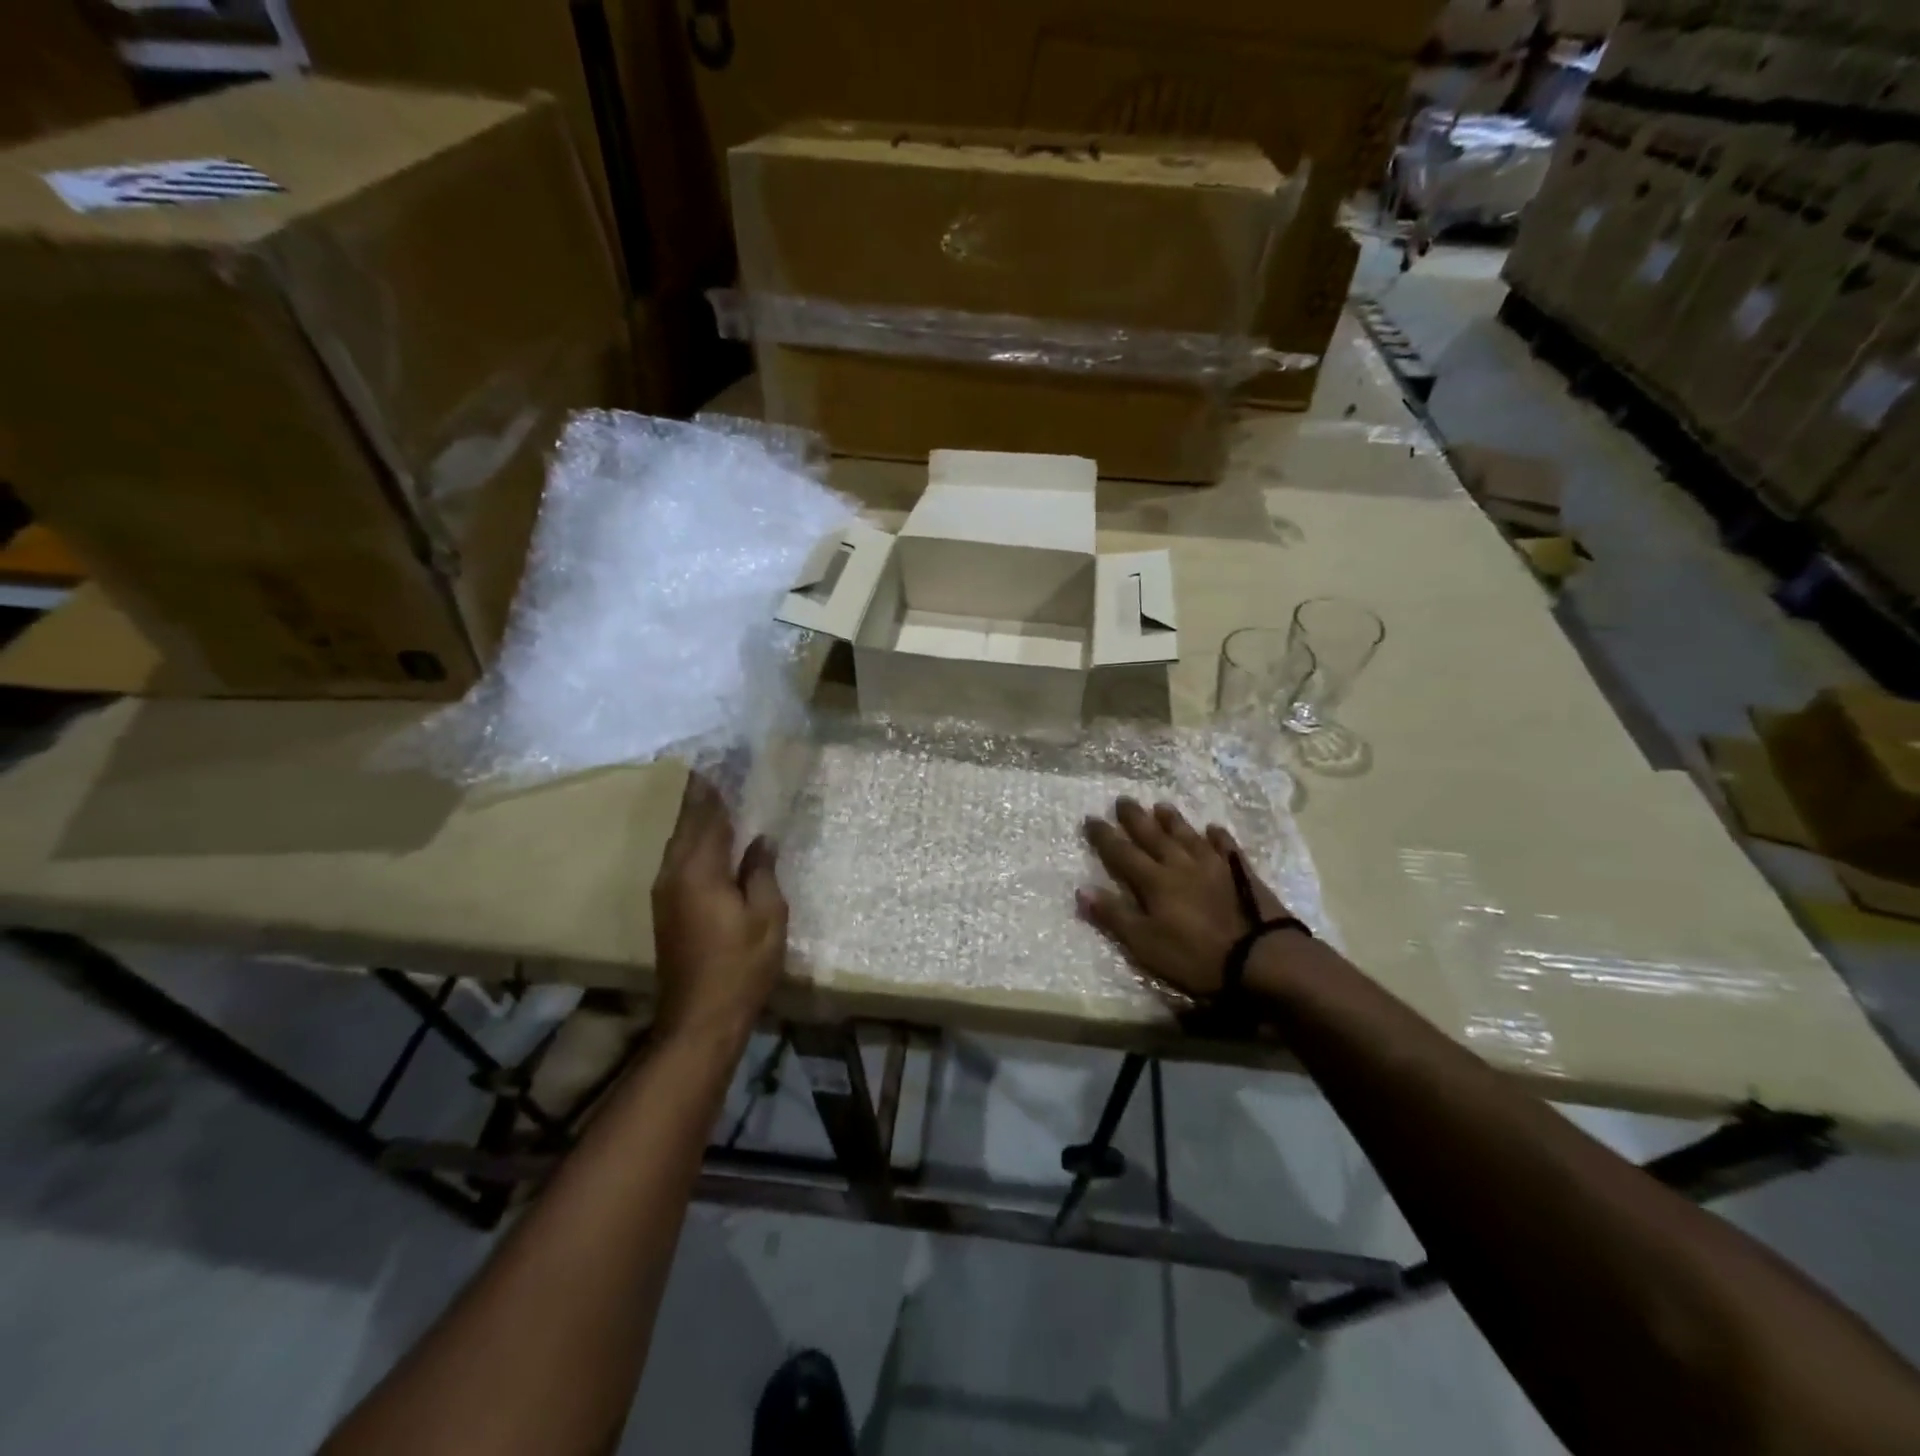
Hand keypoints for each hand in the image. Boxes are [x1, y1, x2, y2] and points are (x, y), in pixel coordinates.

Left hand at [651, 773, 786, 1044]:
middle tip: (721, 767)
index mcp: (699, 870)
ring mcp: (665, 892)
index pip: (707, 815)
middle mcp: (674, 874)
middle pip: (687, 823)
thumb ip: (761, 872)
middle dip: (702, 794)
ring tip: (718, 793)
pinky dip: (695, 839)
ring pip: (680, 841)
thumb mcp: (767, 916)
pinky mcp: (667, 908)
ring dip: (697, 816)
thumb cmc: (741, 966)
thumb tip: (761, 840)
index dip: (716, 786)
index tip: (724, 759)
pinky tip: (712, 838)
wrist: (699, 1019)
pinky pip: (680, 859)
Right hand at [1078, 797, 1302, 1000]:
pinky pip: (1226, 847)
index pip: (1122, 853)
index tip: (1090, 818)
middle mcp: (1180, 864)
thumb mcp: (1146, 944)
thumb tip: (1081, 889)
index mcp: (1154, 882)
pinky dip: (1218, 836)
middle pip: (1153, 835)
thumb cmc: (1196, 956)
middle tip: (1122, 800)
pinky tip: (1213, 828)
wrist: (1261, 957)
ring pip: (1187, 835)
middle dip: (1135, 818)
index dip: (1104, 837)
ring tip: (1161, 806)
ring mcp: (1214, 865)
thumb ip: (1114, 916)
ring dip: (1172, 821)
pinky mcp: (1241, 873)